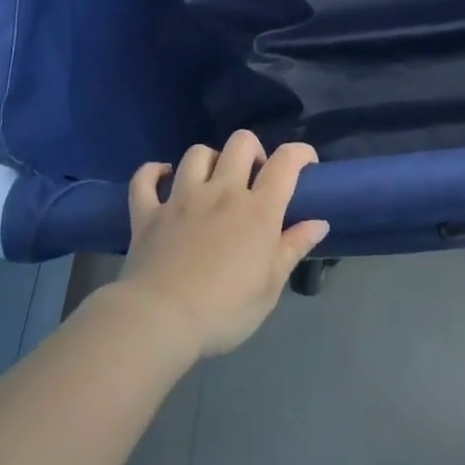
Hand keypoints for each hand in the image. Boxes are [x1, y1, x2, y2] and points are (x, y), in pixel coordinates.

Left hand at [115, 131, 328, 358]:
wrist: (159, 321)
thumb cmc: (224, 310)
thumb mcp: (270, 288)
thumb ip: (293, 248)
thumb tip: (319, 222)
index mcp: (258, 209)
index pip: (286, 161)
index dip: (300, 153)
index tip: (306, 163)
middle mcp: (222, 191)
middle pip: (241, 143)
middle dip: (253, 151)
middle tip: (254, 177)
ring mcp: (181, 198)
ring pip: (197, 154)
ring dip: (209, 160)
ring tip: (212, 181)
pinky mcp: (147, 212)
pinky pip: (145, 178)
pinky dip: (153, 172)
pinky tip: (163, 178)